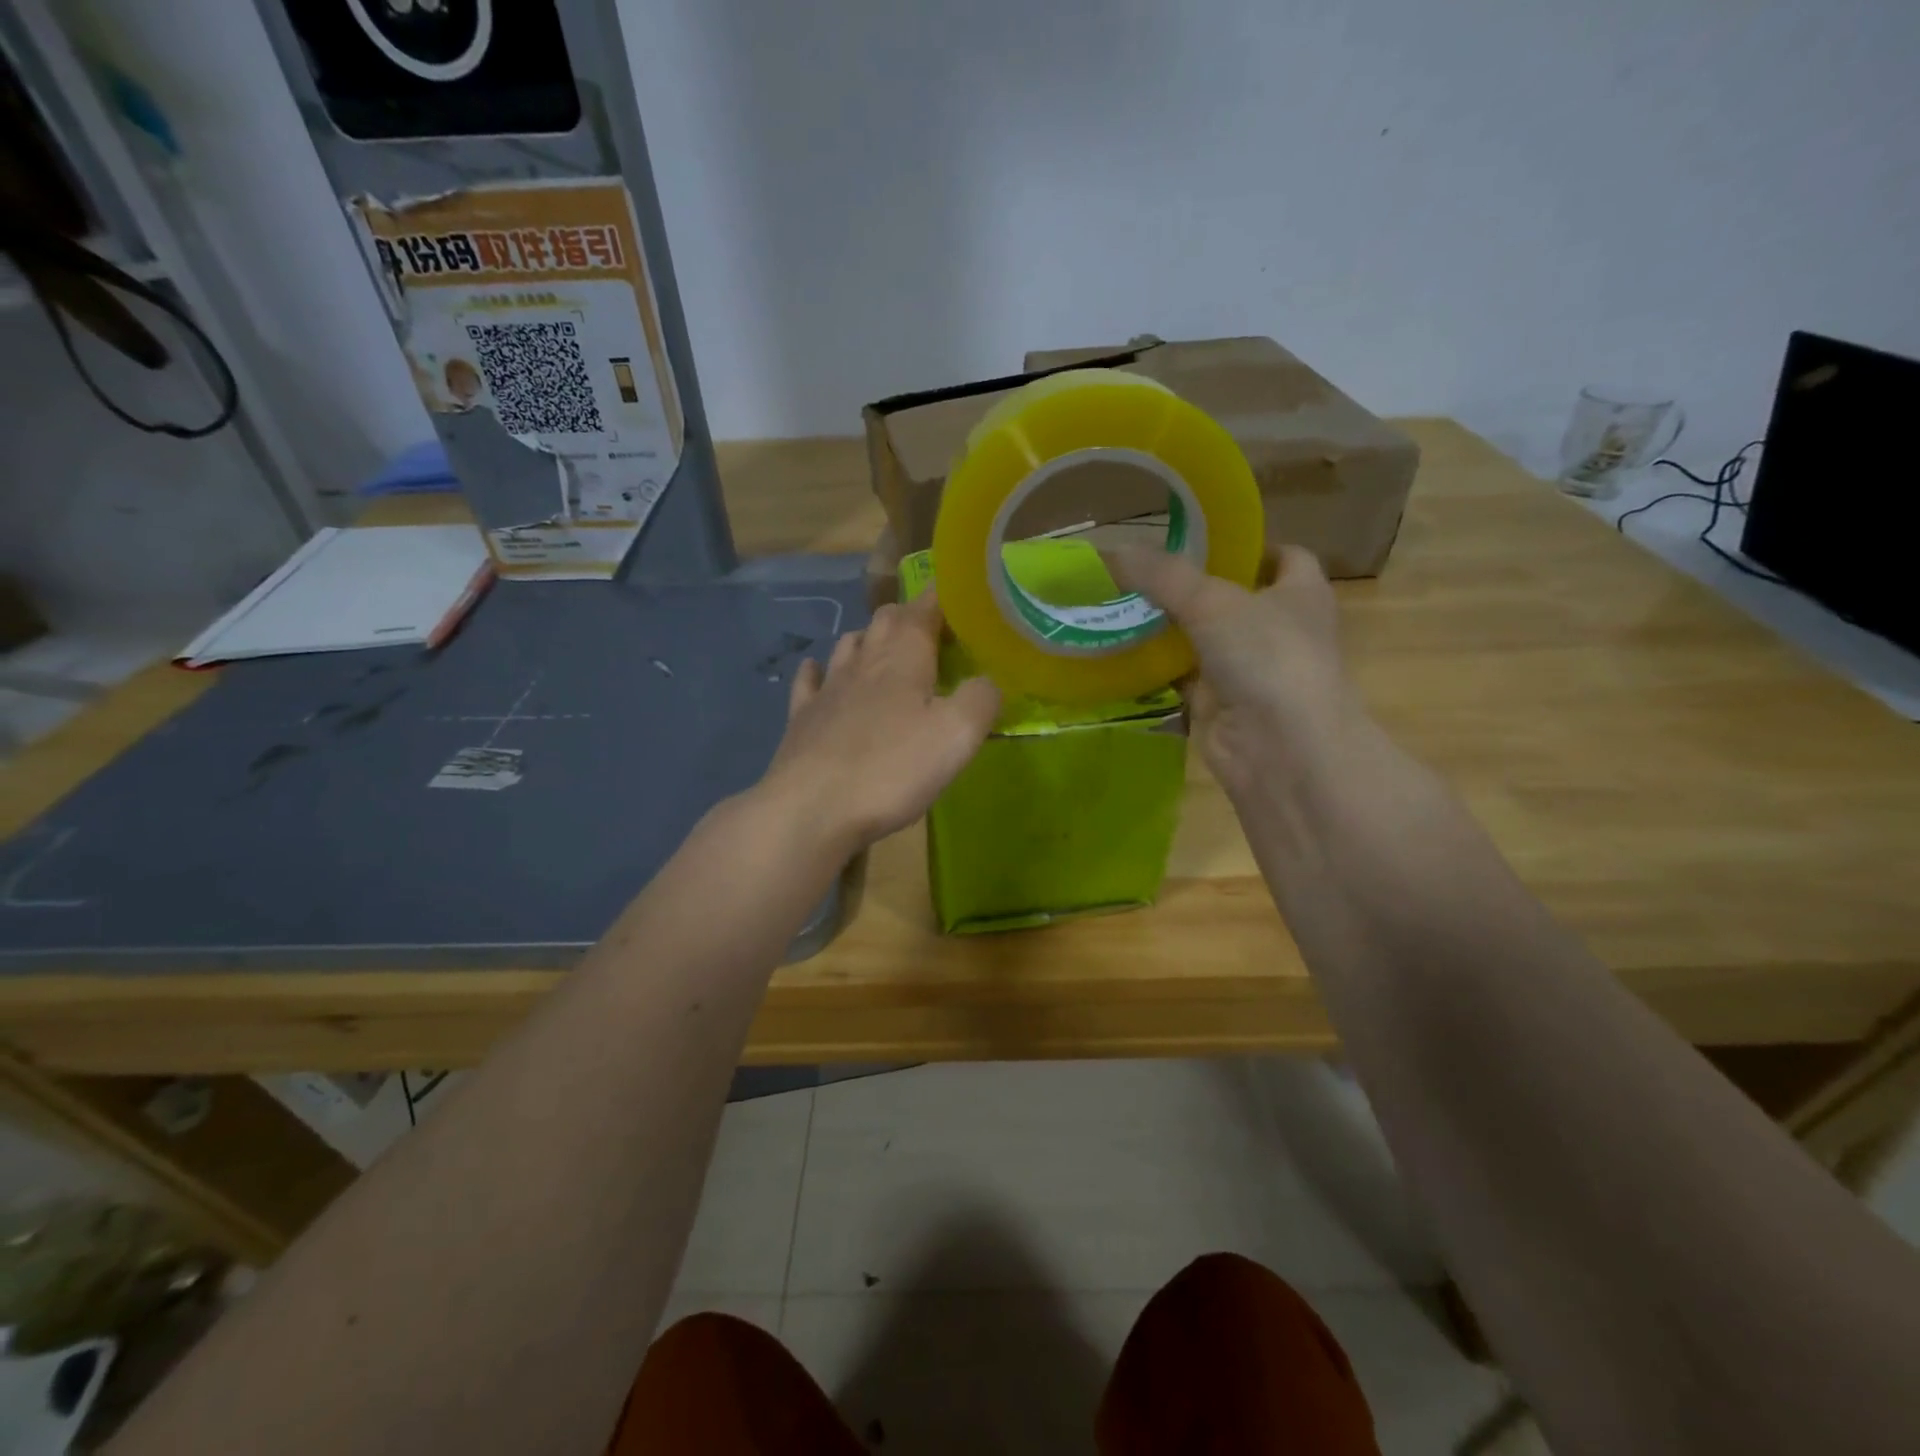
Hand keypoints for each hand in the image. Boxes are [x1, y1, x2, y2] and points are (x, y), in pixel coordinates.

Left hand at [755, 589, 1000, 856]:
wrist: (811, 809)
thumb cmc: (892, 769)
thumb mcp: (958, 735)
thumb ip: (982, 698)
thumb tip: (990, 681)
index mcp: (904, 656)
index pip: (925, 607)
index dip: (944, 598)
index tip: (963, 601)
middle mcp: (863, 660)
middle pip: (886, 620)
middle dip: (911, 618)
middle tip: (936, 635)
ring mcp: (828, 687)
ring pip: (850, 644)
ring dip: (871, 639)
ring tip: (888, 651)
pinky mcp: (803, 717)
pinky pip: (811, 680)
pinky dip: (820, 670)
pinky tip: (818, 671)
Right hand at [1105, 545, 1362, 798]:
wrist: (1281, 748)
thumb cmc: (1267, 656)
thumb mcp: (1211, 601)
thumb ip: (1163, 575)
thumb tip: (1111, 550)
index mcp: (1301, 593)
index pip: (1284, 557)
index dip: (1249, 546)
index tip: (1202, 538)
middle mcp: (1280, 629)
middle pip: (1233, 598)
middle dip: (1192, 586)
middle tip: (1142, 570)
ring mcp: (1250, 670)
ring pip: (1203, 639)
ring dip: (1168, 627)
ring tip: (1120, 603)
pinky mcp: (1219, 704)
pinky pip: (1182, 677)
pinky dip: (1156, 667)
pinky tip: (1121, 651)